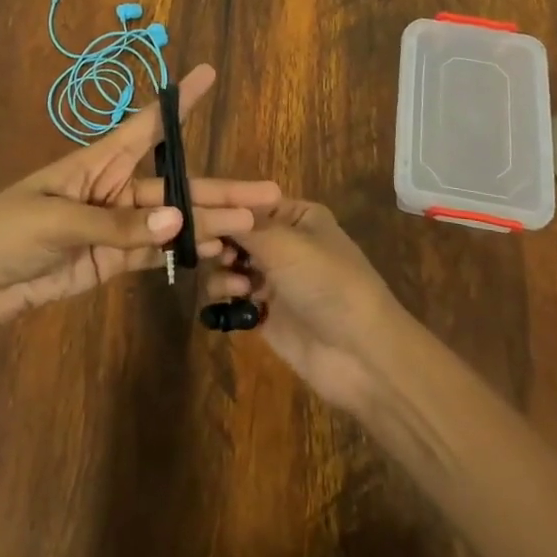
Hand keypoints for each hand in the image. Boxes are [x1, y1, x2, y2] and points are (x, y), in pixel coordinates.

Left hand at [0, 64, 280, 326]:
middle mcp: (115, 188)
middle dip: (219, 187)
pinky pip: (155, 251)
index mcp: (97, 163)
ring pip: (173, 219)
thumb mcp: (57, 219)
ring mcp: (117, 226)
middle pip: (176, 184)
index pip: (146, 125)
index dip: (177, 102)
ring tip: (253, 226)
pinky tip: (216, 249)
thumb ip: (117, 226)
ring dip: (210, 221)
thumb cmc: (7, 232)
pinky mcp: (112, 260)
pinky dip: (184, 249)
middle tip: (268, 193)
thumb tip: (178, 220)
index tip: (206, 74)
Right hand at [198, 199, 405, 405]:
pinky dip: (226, 296)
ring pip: (229, 265)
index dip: (222, 209)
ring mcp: (275, 279)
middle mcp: (285, 243)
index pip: (249, 203)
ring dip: (223, 272)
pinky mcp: (265, 313)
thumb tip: (209, 208)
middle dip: (220, 242)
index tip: (195, 216)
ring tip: (236, 287)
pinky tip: (233, 302)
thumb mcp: (285, 244)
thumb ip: (243, 226)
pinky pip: (232, 296)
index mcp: (298, 217)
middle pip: (236, 234)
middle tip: (212, 254)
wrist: (361, 354)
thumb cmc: (327, 283)